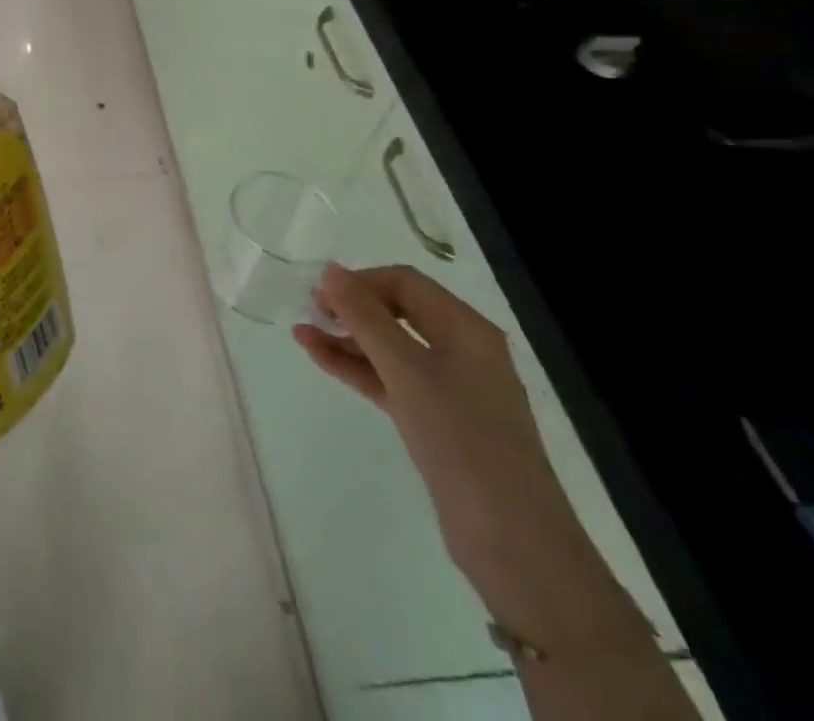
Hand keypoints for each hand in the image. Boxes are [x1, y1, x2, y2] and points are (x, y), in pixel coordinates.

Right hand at [294, 265, 634, 648]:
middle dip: (352, 306)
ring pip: (389, 347)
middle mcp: (460, 350)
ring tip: (302, 331)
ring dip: (347, 337)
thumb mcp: (408, 371)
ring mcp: (448, 387)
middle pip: (397, 310)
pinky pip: (388, 378)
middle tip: (309, 310)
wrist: (512, 543)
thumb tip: (331, 270)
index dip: (361, 281)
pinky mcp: (434, 419)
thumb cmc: (463, 440)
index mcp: (466, 329)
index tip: (320, 294)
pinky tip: (319, 357)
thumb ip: (366, 318)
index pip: (405, 283)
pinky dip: (356, 367)